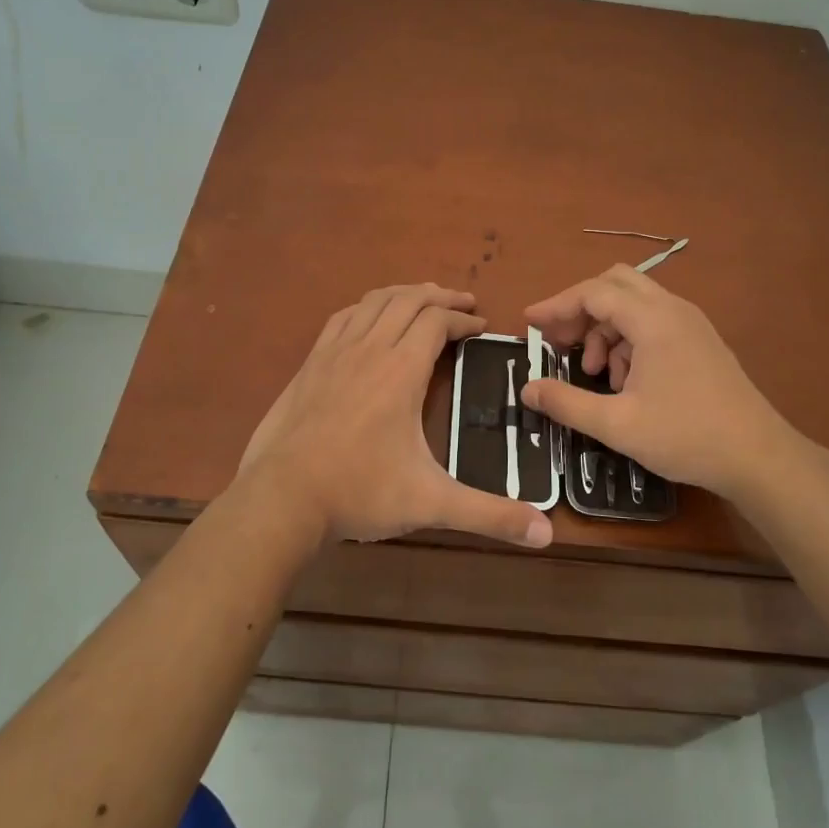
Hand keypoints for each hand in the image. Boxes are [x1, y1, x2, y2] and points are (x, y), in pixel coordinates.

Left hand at [237, 284, 552, 548]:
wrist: (281, 498)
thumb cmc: (359, 493)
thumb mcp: (431, 503)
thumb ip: (489, 515)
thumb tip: (547, 533)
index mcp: (401, 371)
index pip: (436, 322)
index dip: (463, 319)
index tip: (482, 326)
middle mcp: (369, 349)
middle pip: (408, 300)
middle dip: (440, 296)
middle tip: (463, 303)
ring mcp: (335, 352)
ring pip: (374, 302)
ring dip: (404, 294)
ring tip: (424, 299)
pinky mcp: (310, 364)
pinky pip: (343, 317)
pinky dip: (367, 307)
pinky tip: (370, 318)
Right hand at [521, 265, 811, 503]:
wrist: (759, 457)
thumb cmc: (686, 436)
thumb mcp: (616, 424)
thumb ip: (566, 403)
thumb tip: (527, 389)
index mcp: (652, 320)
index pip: (593, 292)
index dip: (556, 305)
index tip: (529, 324)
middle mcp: (673, 309)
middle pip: (615, 284)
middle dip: (581, 309)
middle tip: (559, 341)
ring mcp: (691, 323)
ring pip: (635, 304)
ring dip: (605, 328)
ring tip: (595, 372)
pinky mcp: (701, 341)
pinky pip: (654, 322)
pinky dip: (629, 339)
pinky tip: (624, 381)